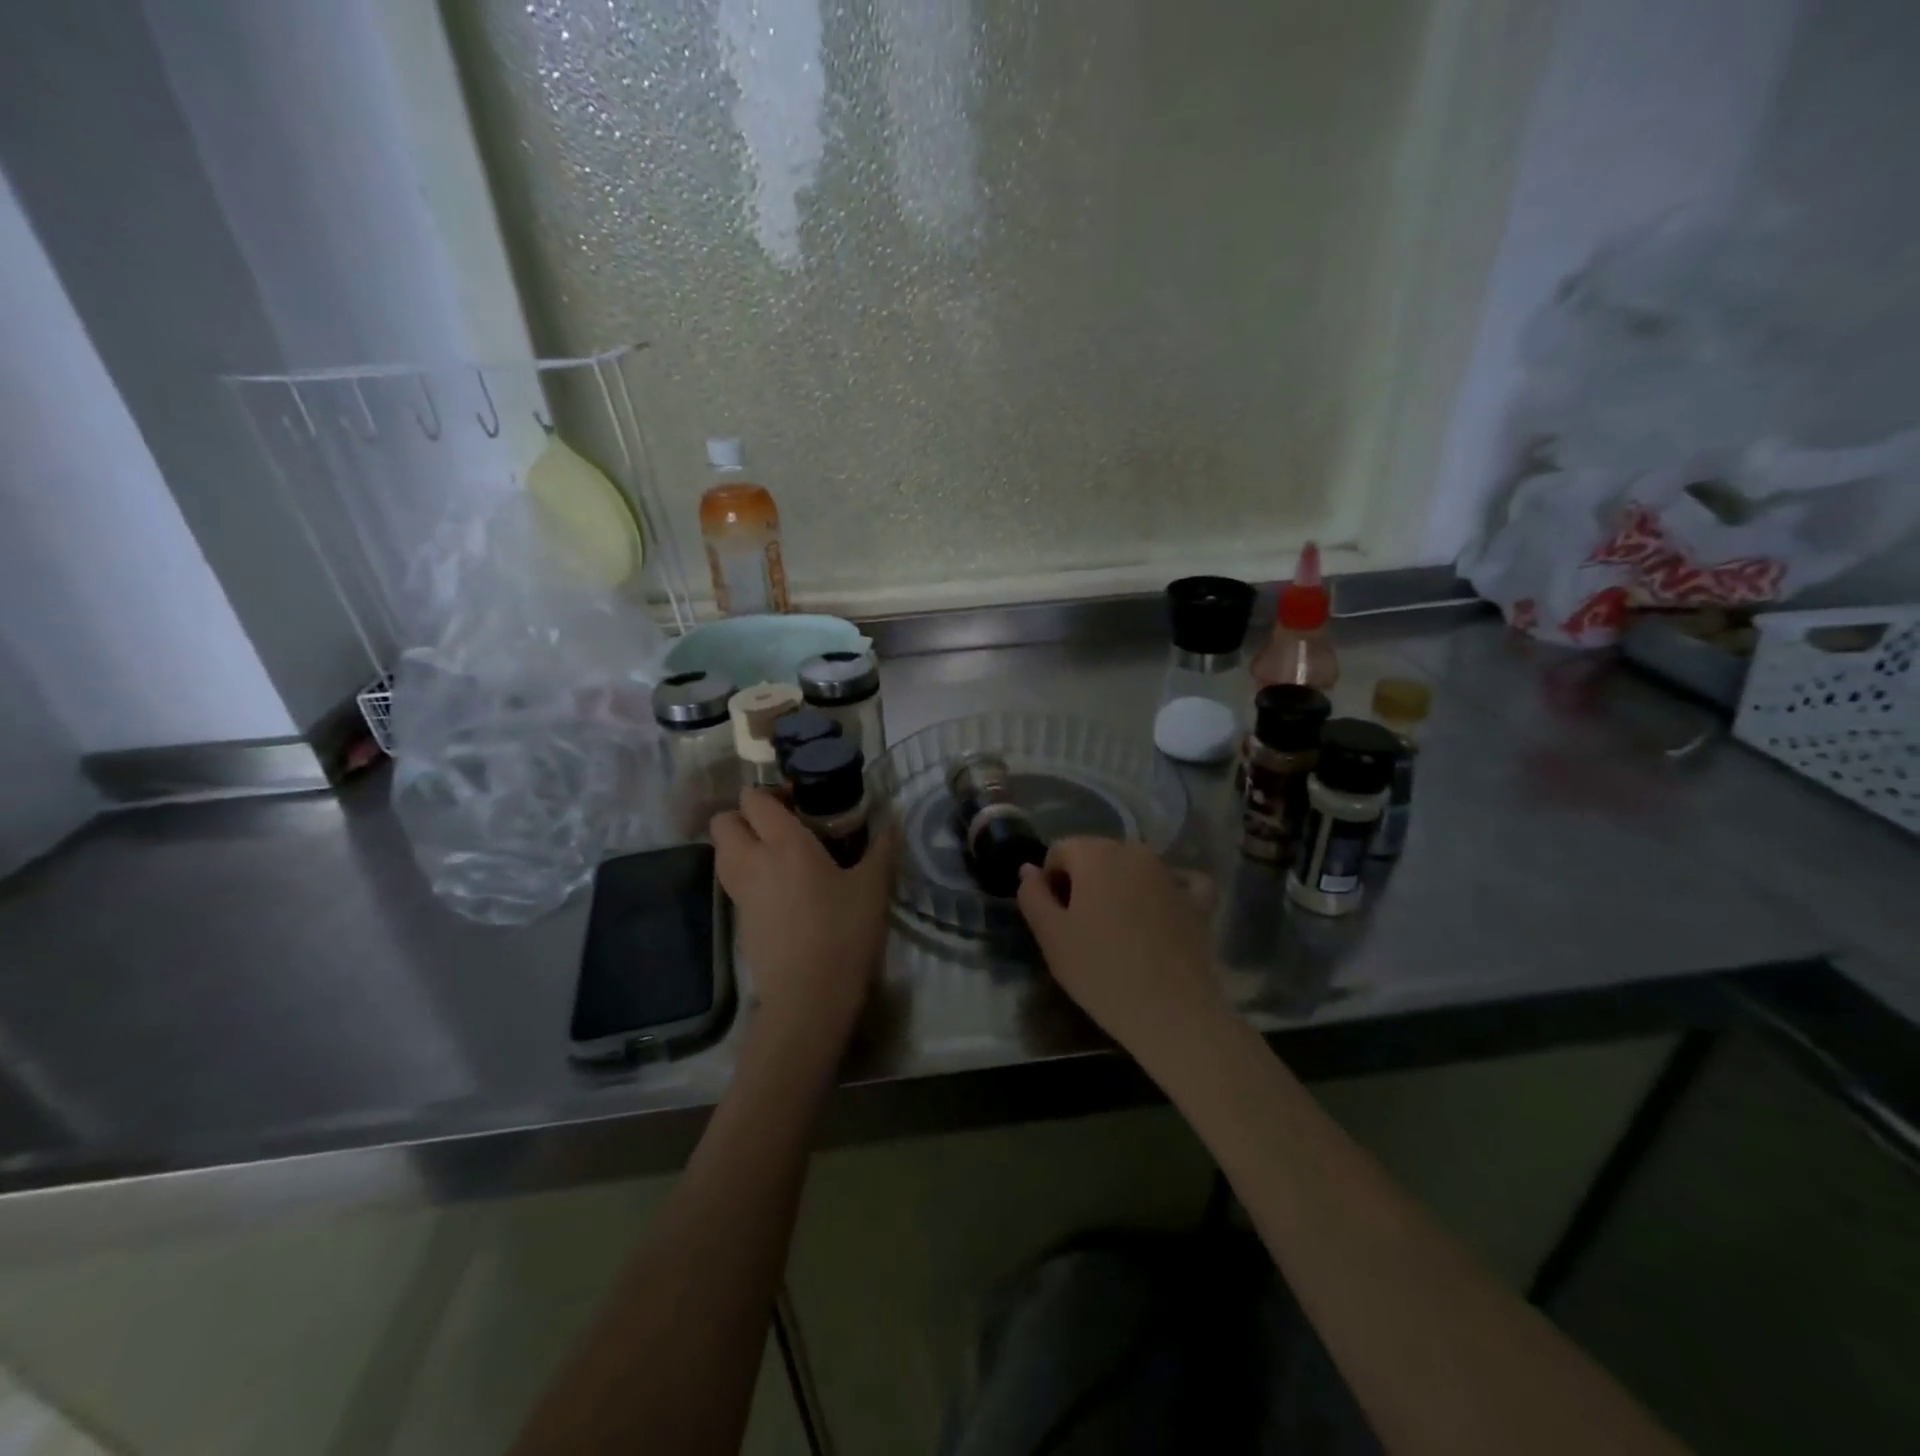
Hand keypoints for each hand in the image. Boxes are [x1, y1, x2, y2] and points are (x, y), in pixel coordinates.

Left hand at [711, 789, 894, 1044]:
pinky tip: (782, 889)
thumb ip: (882, 847)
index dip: (771, 792)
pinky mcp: (738, 920)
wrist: (808, 997)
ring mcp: (740, 892)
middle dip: (745, 815)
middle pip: (724, 821)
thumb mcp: (873, 887)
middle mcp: (752, 860)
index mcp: (783, 843)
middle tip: (782, 825)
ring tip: (780, 854)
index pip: (753, 799)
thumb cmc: (843, 933)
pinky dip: (748, 874)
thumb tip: (892, 820)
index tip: (801, 802)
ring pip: (722, 852)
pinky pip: (733, 881)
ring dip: (742, 843)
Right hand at [1015, 838, 1224, 1062]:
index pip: (1060, 851)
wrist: (1173, 1013)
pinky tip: (1159, 917)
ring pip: (1132, 868)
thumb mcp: (1051, 937)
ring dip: (1119, 888)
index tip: (1056, 919)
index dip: (1050, 882)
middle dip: (1084, 882)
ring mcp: (1171, 873)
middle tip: (1082, 929)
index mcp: (1096, 854)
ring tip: (1118, 933)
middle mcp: (1135, 852)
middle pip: (1097, 855)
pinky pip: (1177, 882)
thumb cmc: (1101, 972)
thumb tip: (1029, 869)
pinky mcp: (1199, 899)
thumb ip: (1032, 895)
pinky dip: (1163, 893)